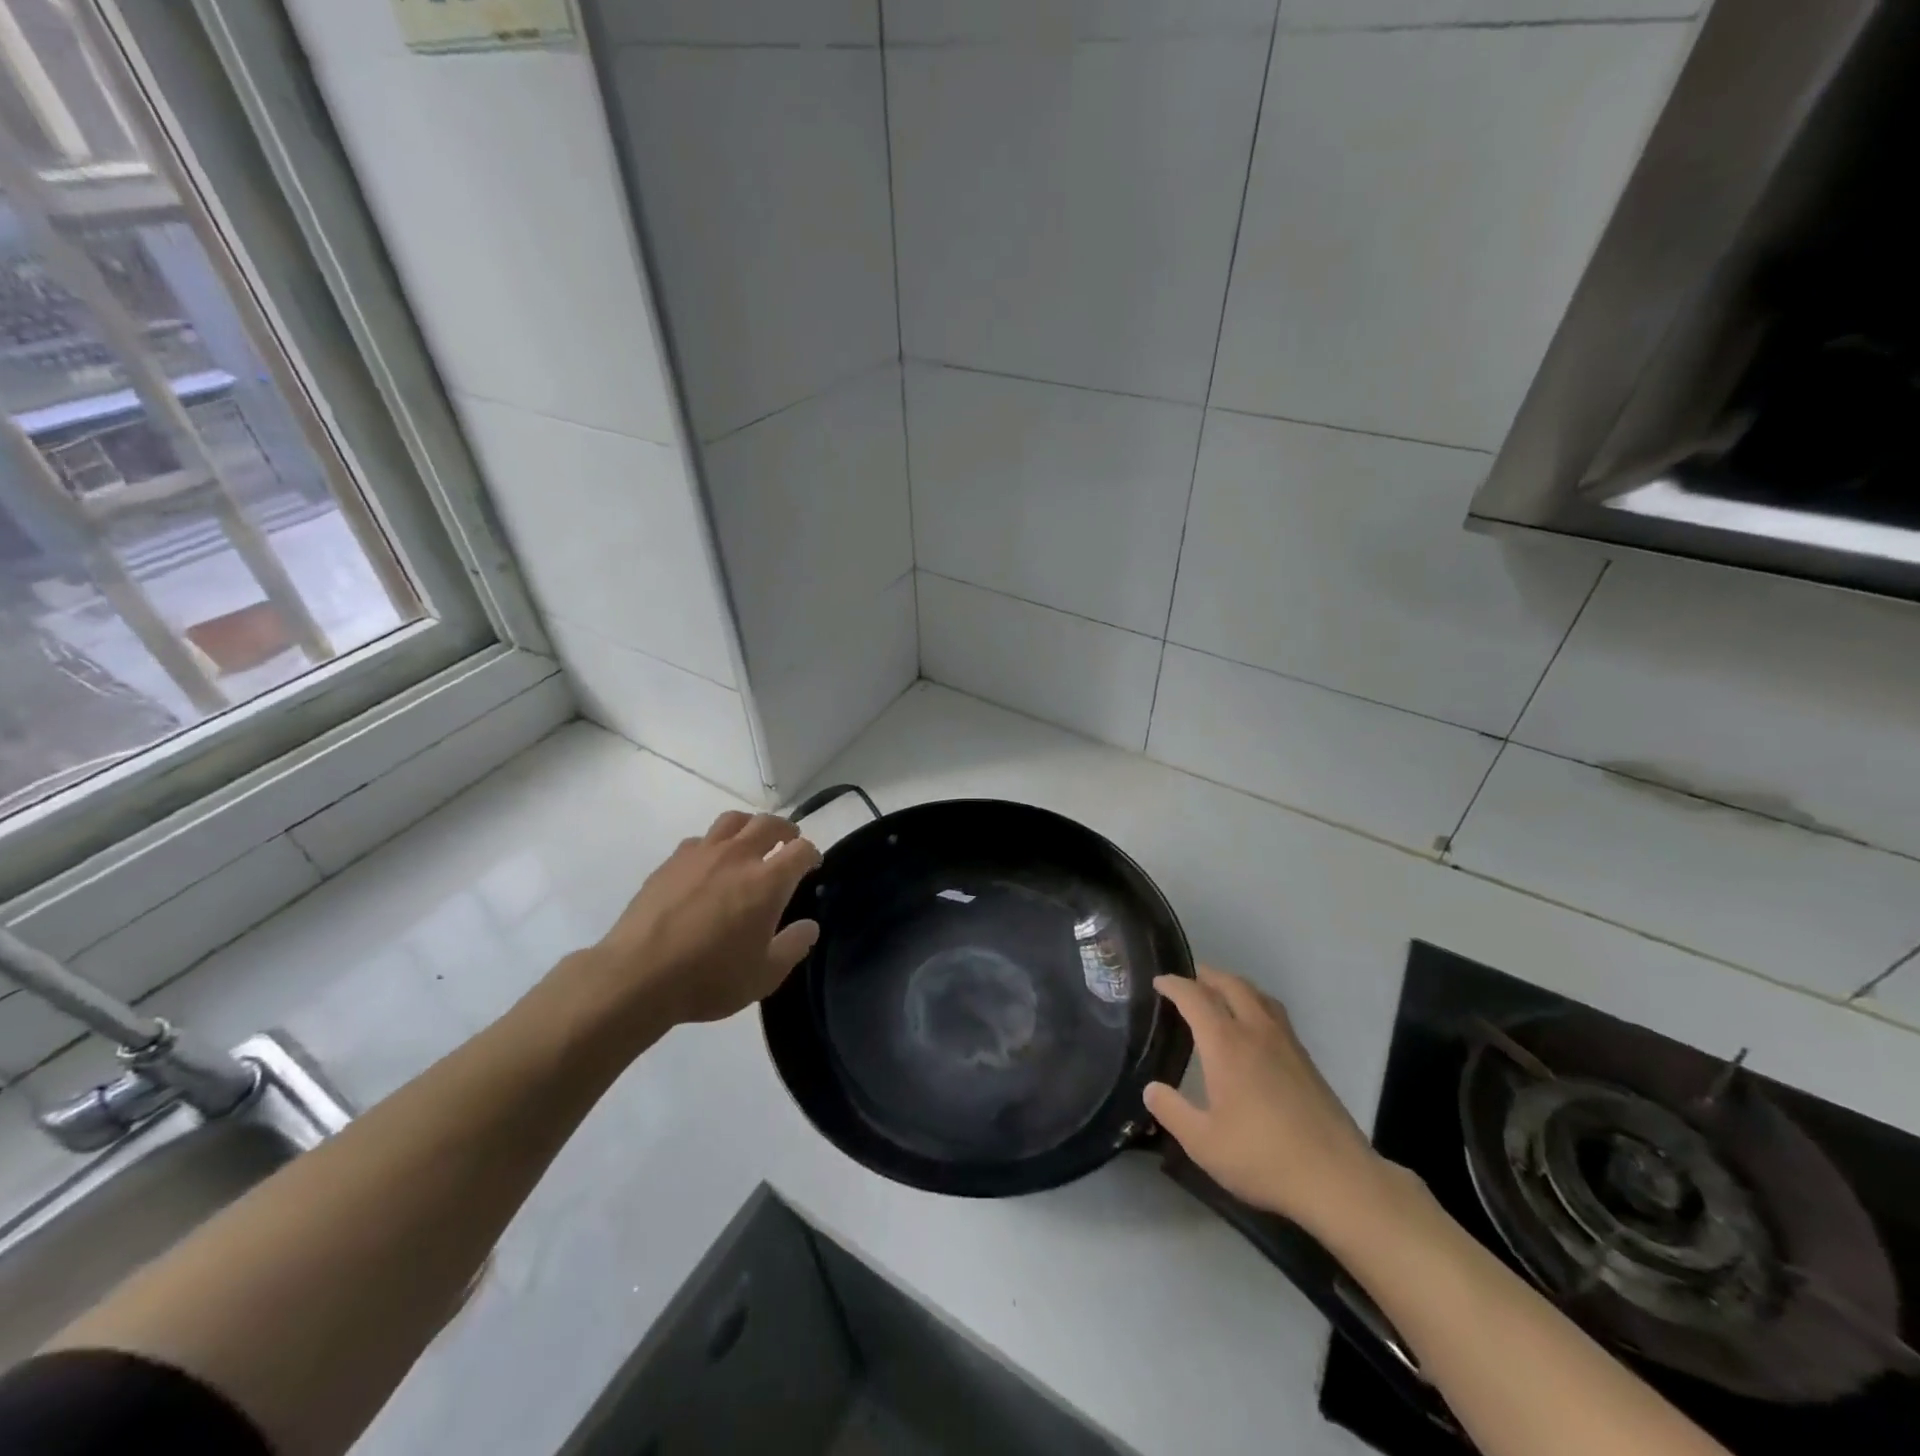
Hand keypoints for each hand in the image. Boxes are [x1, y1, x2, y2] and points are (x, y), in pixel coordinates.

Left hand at [587, 811, 821, 1030]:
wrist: (637, 976)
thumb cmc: (709, 978)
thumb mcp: (764, 975)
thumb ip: (793, 946)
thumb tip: (809, 926)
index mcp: (768, 881)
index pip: (801, 850)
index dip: (812, 854)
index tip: (812, 866)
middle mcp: (738, 856)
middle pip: (769, 823)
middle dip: (785, 830)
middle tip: (788, 844)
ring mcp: (701, 854)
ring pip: (733, 820)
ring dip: (750, 826)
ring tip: (751, 843)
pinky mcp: (671, 861)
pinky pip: (701, 839)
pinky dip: (715, 844)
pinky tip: (709, 864)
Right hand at [1145, 966, 1392, 1236]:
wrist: (1337, 1179)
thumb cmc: (1262, 1157)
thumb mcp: (1203, 1143)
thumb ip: (1172, 1111)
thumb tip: (1151, 1088)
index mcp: (1226, 1044)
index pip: (1195, 998)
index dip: (1174, 985)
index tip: (1158, 982)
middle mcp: (1256, 1032)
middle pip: (1231, 985)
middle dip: (1207, 976)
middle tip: (1188, 981)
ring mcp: (1287, 1044)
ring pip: (1258, 996)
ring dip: (1235, 986)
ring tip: (1221, 995)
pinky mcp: (1307, 1061)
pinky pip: (1275, 1014)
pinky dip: (1256, 1005)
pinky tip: (1254, 1029)